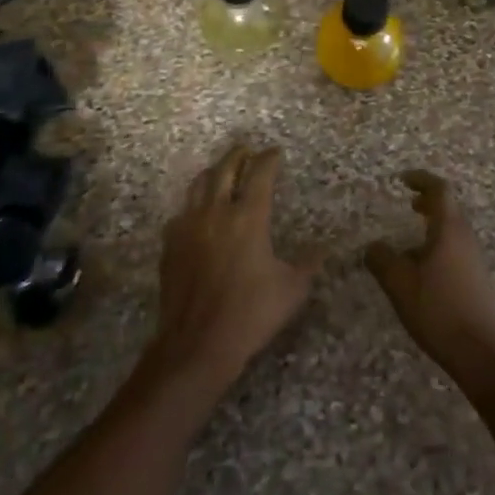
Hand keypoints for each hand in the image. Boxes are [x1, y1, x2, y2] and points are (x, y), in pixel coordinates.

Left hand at [147, 144, 316, 394]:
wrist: (196, 345)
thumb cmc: (249, 314)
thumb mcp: (291, 290)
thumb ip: (309, 264)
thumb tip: (324, 248)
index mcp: (248, 217)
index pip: (260, 173)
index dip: (269, 159)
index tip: (276, 152)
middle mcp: (217, 212)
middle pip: (225, 169)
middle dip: (238, 155)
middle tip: (247, 150)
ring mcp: (189, 226)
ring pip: (199, 184)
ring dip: (213, 173)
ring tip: (222, 172)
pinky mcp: (170, 244)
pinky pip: (181, 212)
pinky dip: (193, 204)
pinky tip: (198, 214)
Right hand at [365, 171, 494, 391]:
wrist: (481, 353)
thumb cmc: (439, 310)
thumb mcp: (400, 285)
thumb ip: (382, 260)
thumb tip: (372, 246)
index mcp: (449, 230)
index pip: (439, 190)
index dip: (421, 180)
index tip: (403, 180)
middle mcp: (466, 238)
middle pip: (449, 208)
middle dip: (428, 202)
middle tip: (409, 204)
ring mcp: (475, 259)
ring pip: (453, 230)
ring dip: (434, 226)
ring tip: (411, 241)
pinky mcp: (478, 280)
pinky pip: (457, 250)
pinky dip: (439, 246)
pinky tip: (424, 271)